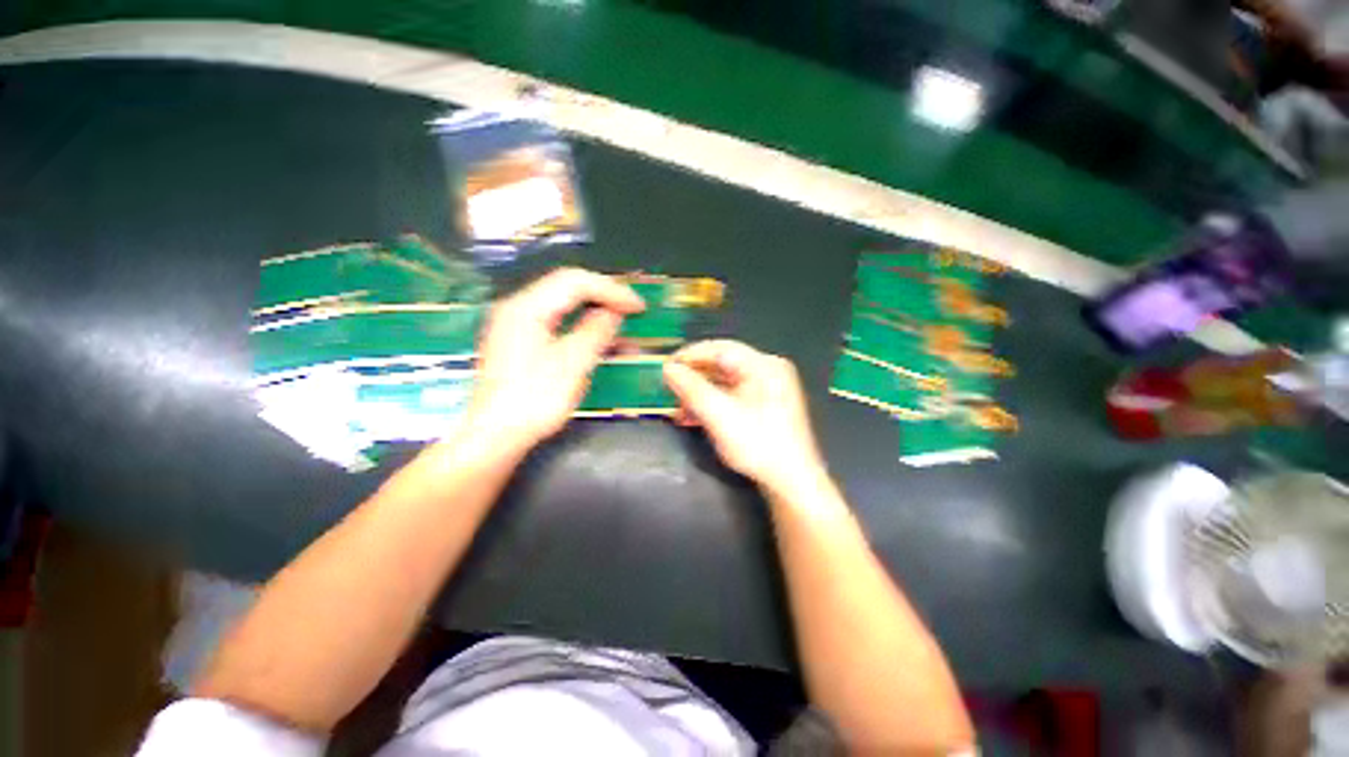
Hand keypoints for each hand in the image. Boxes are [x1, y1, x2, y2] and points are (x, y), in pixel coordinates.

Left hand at [469, 268, 643, 450]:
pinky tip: (591, 342)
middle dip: (600, 296)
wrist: (493, 436)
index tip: (639, 307)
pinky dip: (572, 327)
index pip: (575, 281)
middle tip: (631, 311)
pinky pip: (547, 323)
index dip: (611, 290)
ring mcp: (509, 325)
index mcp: (526, 306)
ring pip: (556, 305)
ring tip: (618, 328)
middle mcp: (514, 307)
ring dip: (588, 313)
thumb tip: (613, 312)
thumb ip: (596, 331)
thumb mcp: (572, 364)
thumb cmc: (533, 400)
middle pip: (563, 287)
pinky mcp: (510, 344)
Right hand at [663, 340, 826, 492]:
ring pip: (727, 382)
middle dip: (693, 378)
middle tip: (667, 389)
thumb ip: (691, 388)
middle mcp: (770, 370)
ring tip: (677, 409)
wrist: (792, 480)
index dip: (689, 355)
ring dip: (701, 394)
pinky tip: (695, 418)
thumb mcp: (718, 415)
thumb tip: (668, 368)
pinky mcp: (768, 409)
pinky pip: (735, 396)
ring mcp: (771, 390)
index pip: (719, 348)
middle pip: (723, 364)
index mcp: (763, 365)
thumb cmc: (757, 444)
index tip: (663, 367)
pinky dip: (714, 404)